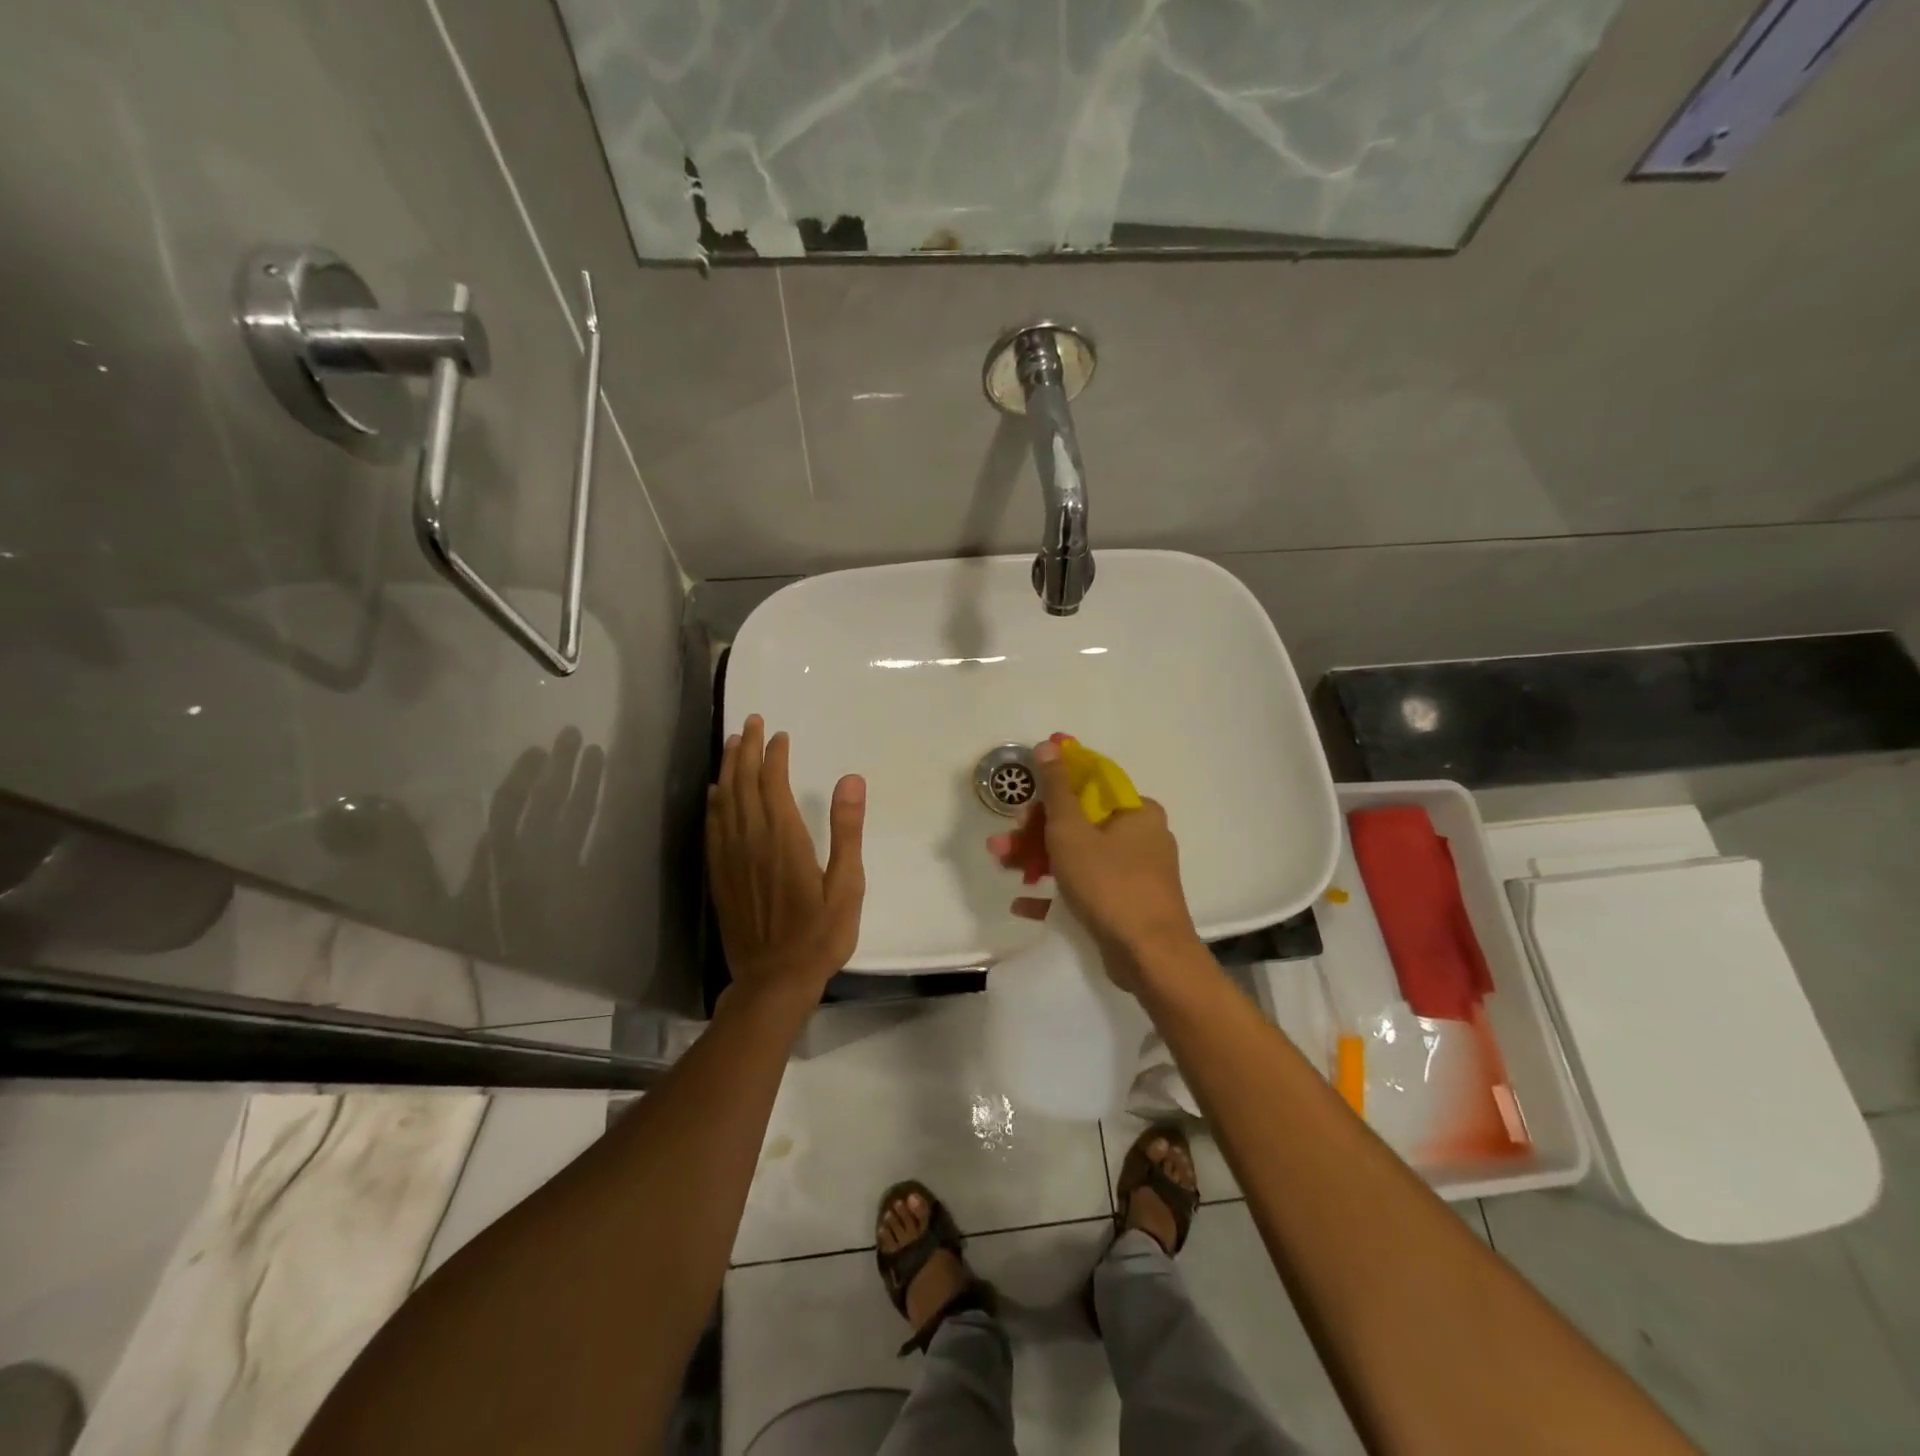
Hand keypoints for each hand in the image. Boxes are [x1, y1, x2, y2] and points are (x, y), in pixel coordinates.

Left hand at [707, 715, 865, 1009]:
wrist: (774, 980)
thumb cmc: (820, 935)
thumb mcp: (847, 885)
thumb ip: (847, 830)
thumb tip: (851, 780)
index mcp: (784, 839)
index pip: (773, 784)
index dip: (774, 756)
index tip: (779, 735)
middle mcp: (752, 840)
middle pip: (743, 784)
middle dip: (746, 749)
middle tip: (751, 723)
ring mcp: (731, 858)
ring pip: (724, 801)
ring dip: (727, 768)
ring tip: (731, 744)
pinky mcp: (719, 876)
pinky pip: (712, 828)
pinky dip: (713, 803)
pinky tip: (714, 793)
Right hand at [988, 739, 1198, 989]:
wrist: (1150, 957)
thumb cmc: (1109, 884)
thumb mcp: (1072, 831)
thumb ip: (1056, 789)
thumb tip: (1049, 745)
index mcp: (1136, 811)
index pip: (1089, 785)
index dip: (1051, 789)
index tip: (1023, 800)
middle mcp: (1141, 836)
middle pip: (1079, 822)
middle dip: (1035, 832)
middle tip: (1003, 842)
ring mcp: (1135, 872)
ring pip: (1079, 855)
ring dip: (1038, 859)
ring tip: (1002, 867)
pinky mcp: (1127, 903)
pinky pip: (1087, 887)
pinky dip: (1057, 890)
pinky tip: (1024, 901)